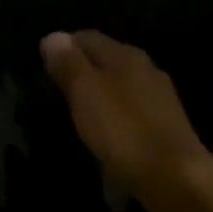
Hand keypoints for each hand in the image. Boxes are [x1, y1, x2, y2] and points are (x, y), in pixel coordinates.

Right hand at [40, 30, 212, 211]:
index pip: (87, 37)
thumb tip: (52, 36)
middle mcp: (145, 68)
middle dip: (79, 68)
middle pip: (105, 58)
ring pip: (118, 82)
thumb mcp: (87, 94)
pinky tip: (101, 128)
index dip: (62, 47)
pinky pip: (128, 106)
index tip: (41, 66)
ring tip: (74, 109)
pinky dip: (111, 110)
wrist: (172, 175)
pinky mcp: (162, 123)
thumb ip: (69, 65)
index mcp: (125, 56)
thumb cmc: (123, 132)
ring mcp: (157, 96)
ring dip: (96, 91)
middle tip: (53, 88)